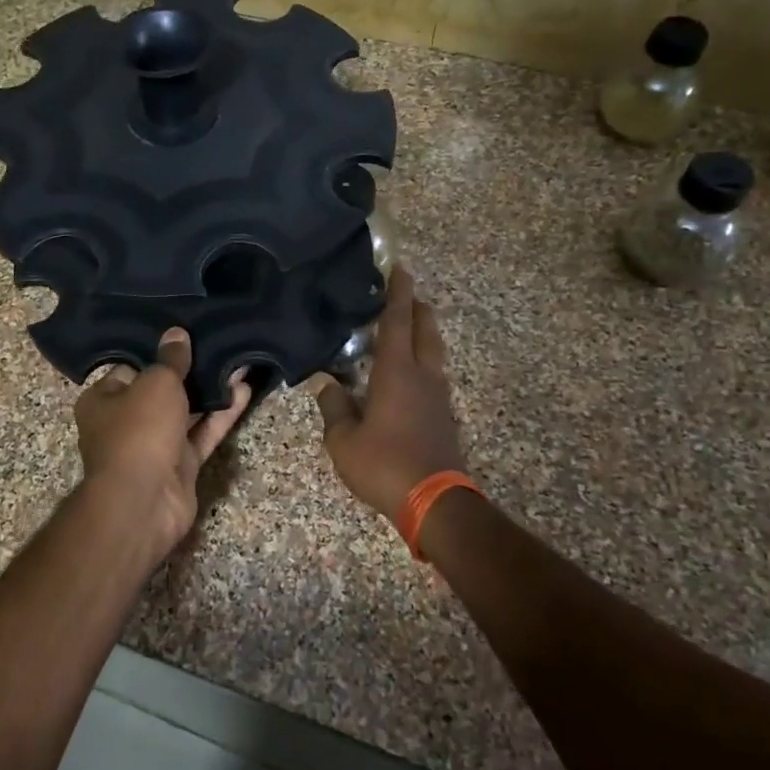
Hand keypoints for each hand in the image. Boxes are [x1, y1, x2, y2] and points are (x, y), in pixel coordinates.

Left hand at [74, 329, 250, 559]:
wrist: (144, 501)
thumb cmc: (138, 430)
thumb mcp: (156, 382)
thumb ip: (170, 359)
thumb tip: (176, 333)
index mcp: (102, 400)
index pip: (130, 369)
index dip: (156, 353)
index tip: (184, 335)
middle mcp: (124, 423)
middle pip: (160, 391)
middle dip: (188, 372)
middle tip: (216, 343)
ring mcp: (153, 446)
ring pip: (185, 413)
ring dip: (210, 391)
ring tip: (238, 360)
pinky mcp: (180, 466)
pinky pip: (202, 433)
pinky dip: (221, 415)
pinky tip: (244, 390)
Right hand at [316, 267, 465, 518]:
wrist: (435, 501)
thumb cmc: (384, 464)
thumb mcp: (344, 440)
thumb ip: (334, 408)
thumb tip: (325, 383)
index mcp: (397, 373)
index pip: (397, 322)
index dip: (398, 294)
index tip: (400, 268)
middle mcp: (423, 376)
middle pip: (424, 331)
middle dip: (416, 308)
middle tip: (406, 293)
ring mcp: (438, 397)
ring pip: (433, 353)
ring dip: (423, 334)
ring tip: (408, 328)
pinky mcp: (443, 417)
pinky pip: (433, 375)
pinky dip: (423, 361)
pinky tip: (409, 373)